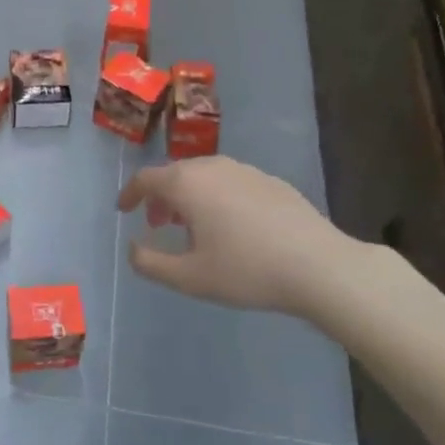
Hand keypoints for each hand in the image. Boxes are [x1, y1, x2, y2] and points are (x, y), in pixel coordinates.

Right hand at [117, 158, 359, 318]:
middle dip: (160, 197)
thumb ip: (150, 262)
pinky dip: (216, 197)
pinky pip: (230, 182)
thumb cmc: (246, 270)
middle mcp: (213, 167)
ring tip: (193, 227)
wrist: (320, 267)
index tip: (124, 210)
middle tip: (158, 224)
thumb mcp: (188, 277)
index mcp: (187, 184)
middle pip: (174, 174)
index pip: (146, 179)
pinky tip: (231, 226)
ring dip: (189, 196)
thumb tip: (133, 248)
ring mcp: (246, 171)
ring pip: (204, 176)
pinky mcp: (272, 182)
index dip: (130, 194)